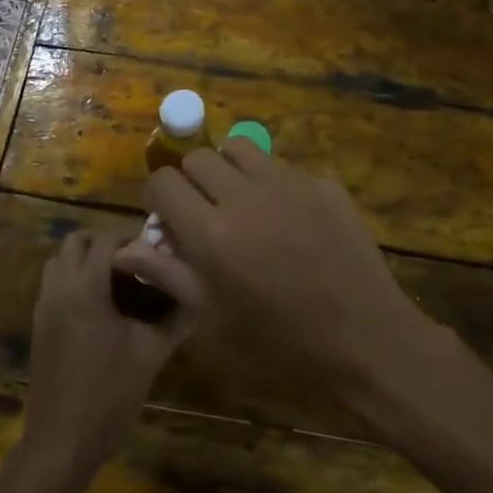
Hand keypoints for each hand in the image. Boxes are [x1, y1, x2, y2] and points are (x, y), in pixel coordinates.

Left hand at [22, 227, 192, 474]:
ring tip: (117, 279)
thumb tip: (199, 301)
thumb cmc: (108, 396)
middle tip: (134, 260)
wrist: (61, 443)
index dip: (131, 239)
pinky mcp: (38, 325)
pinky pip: (53, 284)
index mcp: (85, 289)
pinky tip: (99, 305)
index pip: (105, 241)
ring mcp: (43, 307)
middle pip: (75, 242)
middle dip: (104, 242)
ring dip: (85, 258)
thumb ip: (174, 322)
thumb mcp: (150, 355)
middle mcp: (58, 289)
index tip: (155, 251)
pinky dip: (73, 278)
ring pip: (59, 261)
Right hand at [118, 141, 431, 408]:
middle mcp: (245, 196)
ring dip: (228, 168)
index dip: (158, 196)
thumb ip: (169, 274)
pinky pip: (282, 167)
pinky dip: (271, 183)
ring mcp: (288, 184)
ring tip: (240, 201)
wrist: (366, 341)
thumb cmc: (281, 345)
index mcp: (211, 234)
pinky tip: (288, 219)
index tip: (168, 216)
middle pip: (198, 157)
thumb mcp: (214, 319)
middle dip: (191, 178)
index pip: (164, 182)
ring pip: (239, 148)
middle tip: (204, 209)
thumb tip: (126, 249)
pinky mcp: (323, 183)